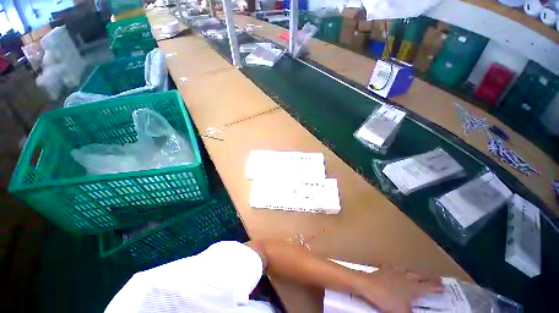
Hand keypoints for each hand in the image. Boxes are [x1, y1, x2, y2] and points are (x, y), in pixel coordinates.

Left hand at [354, 265, 443, 312]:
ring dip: (416, 274)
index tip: (444, 287)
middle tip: (437, 280)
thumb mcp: (399, 310)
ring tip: (419, 276)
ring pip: (411, 272)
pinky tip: (395, 268)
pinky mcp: (386, 270)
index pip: (430, 287)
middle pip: (422, 277)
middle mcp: (408, 277)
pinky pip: (394, 268)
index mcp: (413, 287)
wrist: (367, 285)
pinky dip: (396, 269)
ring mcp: (397, 272)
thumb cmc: (385, 298)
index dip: (437, 287)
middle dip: (430, 279)